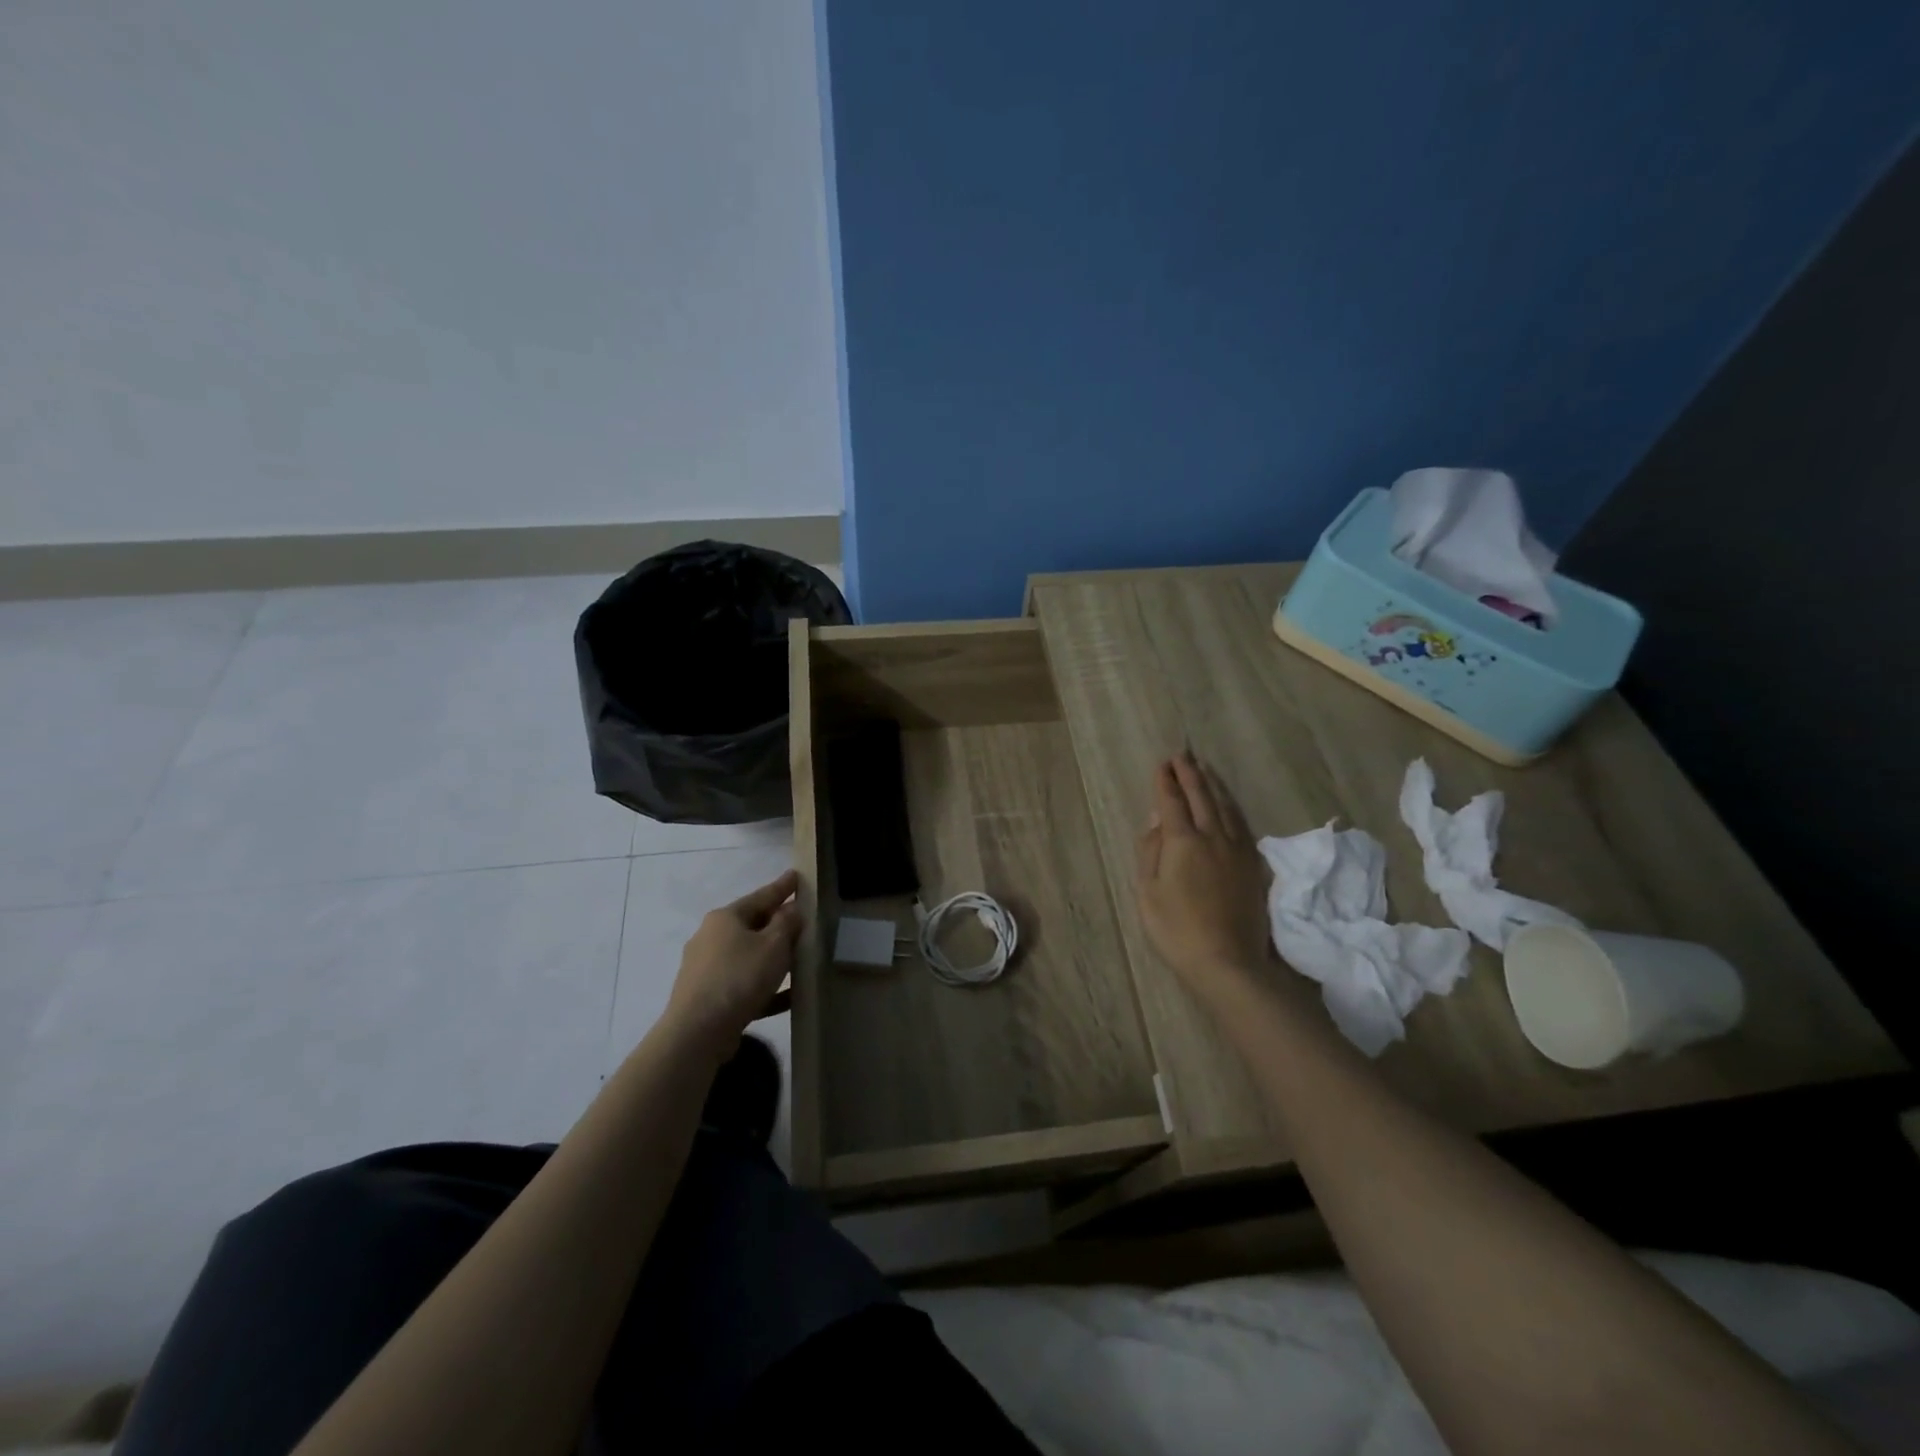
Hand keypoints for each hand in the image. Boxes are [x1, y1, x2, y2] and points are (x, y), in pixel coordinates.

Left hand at [664, 870, 800, 1049]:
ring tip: (799, 960)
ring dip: (772, 957)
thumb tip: (791, 909)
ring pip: (748, 956)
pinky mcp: (708, 997)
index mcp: (725, 918)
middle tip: (802, 920)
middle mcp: (711, 937)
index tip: (796, 875)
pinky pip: (743, 985)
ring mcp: (706, 968)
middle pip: (752, 925)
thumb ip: (787, 924)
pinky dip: (765, 986)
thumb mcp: (774, 945)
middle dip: (777, 924)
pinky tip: (787, 997)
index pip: (761, 896)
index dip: (782, 887)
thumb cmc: (739, 978)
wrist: (697, 1032)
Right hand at [1134, 752, 1271, 1001]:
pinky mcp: (1253, 865)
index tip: (1163, 764)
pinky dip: (1231, 807)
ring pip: (1226, 807)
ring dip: (1213, 785)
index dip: (1165, 781)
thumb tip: (1157, 821)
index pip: (1172, 802)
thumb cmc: (1176, 930)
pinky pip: (1242, 824)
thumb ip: (1151, 852)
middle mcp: (1212, 837)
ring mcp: (1237, 850)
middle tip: (1183, 755)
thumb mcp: (1147, 892)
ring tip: (1204, 769)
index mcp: (1182, 842)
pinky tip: (1228, 804)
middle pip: (1202, 797)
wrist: (1228, 962)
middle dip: (1190, 774)